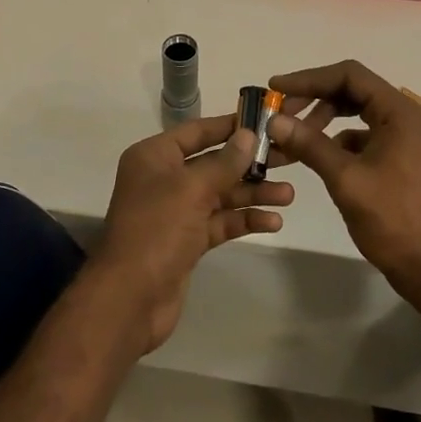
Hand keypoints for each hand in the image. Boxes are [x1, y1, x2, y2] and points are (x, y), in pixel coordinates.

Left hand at [92, 115, 293, 352]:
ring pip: (221, 195)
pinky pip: (220, 222)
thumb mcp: (191, 189)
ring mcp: (176, 211)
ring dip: (253, 194)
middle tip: (290, 159)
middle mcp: (164, 179)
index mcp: (154, 157)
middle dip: (250, 164)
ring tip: (289, 196)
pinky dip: (244, 220)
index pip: (198, 131)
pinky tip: (273, 222)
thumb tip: (248, 135)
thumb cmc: (156, 230)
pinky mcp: (188, 241)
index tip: (266, 122)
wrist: (130, 299)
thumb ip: (224, 162)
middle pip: (214, 163)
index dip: (230, 126)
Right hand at [268, 60, 420, 299]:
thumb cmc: (393, 220)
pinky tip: (318, 159)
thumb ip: (310, 144)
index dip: (309, 78)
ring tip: (294, 138)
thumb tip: (274, 120)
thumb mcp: (346, 179)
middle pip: (352, 90)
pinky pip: (362, 136)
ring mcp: (403, 140)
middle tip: (281, 115)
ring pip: (356, 113)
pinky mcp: (399, 160)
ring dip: (323, 120)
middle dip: (314, 98)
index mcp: (399, 113)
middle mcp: (404, 118)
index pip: (349, 75)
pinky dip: (337, 140)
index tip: (276, 89)